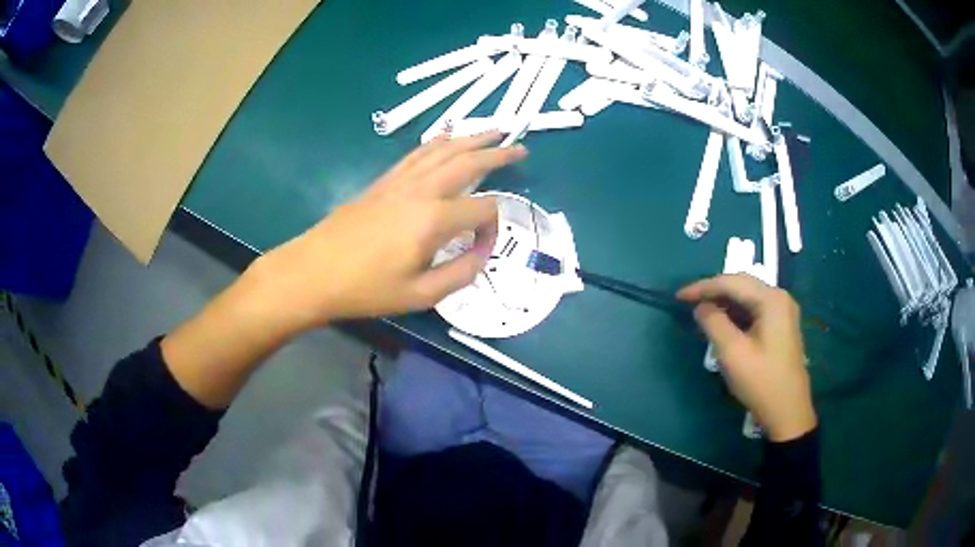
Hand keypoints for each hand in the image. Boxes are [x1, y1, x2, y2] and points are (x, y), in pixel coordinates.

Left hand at [241, 132, 527, 330]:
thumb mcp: (420, 295)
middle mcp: (421, 190)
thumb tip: (482, 253)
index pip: (482, 209)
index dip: (493, 227)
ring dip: (471, 138)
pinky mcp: (383, 181)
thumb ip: (460, 273)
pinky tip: (446, 139)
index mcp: (434, 219)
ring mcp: (400, 181)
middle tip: (519, 146)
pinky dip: (438, 142)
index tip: (482, 248)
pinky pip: (418, 153)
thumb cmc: (366, 288)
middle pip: (467, 161)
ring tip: (493, 130)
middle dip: (496, 152)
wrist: (313, 271)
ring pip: (443, 149)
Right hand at [678, 274, 815, 441]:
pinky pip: (755, 309)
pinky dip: (736, 313)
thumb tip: (701, 307)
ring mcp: (783, 311)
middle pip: (741, 284)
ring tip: (703, 313)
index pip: (731, 282)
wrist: (787, 412)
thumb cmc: (760, 381)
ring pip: (748, 297)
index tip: (679, 296)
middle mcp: (780, 298)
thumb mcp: (732, 352)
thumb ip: (713, 322)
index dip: (703, 287)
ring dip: (725, 302)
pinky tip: (724, 324)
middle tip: (689, 302)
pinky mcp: (782, 325)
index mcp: (771, 299)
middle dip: (714, 291)